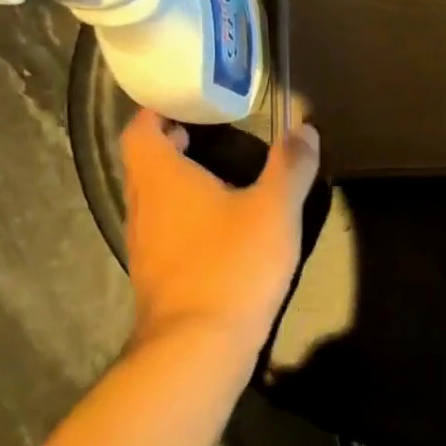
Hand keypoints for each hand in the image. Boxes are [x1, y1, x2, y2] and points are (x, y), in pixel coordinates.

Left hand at [120, 109, 321, 357]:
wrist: (198, 345)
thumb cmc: (232, 263)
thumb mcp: (275, 208)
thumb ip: (291, 165)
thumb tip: (305, 127)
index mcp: (162, 177)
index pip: (141, 128)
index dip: (159, 109)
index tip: (190, 99)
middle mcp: (143, 204)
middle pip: (145, 160)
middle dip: (173, 141)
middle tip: (212, 129)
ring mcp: (145, 243)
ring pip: (154, 196)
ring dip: (179, 178)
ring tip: (220, 171)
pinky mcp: (156, 273)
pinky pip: (164, 227)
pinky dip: (184, 212)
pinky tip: (219, 223)